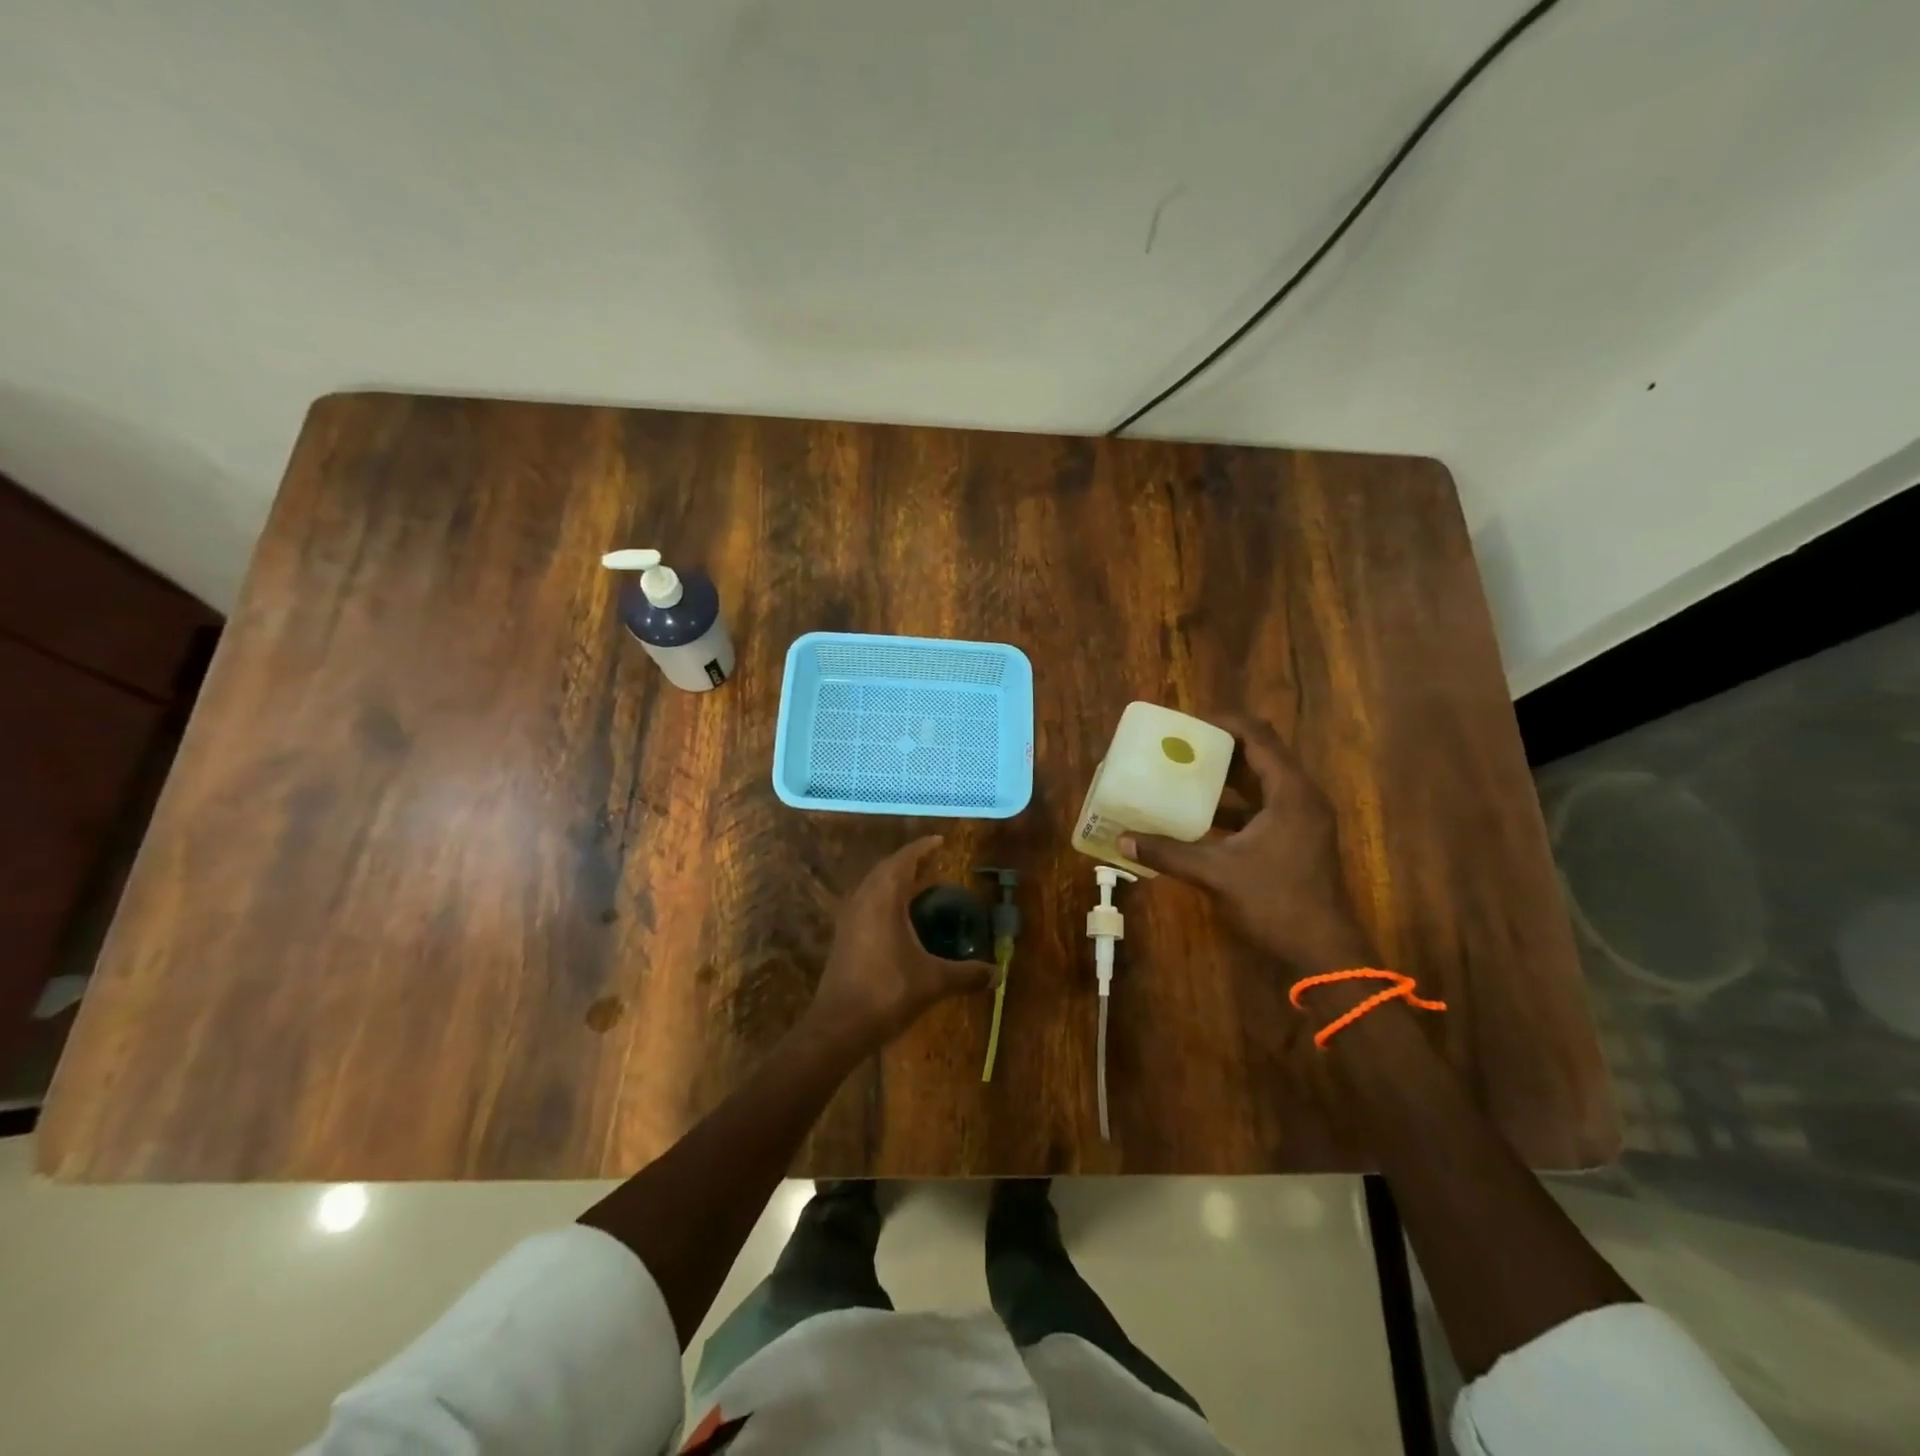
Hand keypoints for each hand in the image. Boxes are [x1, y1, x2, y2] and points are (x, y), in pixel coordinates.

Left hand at [804, 836, 995, 1052]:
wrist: (839, 1026)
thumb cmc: (888, 991)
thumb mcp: (934, 981)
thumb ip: (967, 974)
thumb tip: (998, 974)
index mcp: (883, 897)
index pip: (904, 860)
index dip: (922, 848)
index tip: (940, 841)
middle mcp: (863, 899)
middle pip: (885, 869)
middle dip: (908, 862)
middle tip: (933, 863)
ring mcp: (849, 918)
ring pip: (872, 886)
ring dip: (893, 881)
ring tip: (919, 887)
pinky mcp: (843, 937)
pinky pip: (866, 903)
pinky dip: (884, 899)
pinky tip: (899, 918)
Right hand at [1120, 714, 1372, 973]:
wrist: (1323, 952)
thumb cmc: (1276, 902)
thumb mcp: (1216, 873)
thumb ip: (1168, 853)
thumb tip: (1122, 841)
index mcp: (1290, 792)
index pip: (1258, 736)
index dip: (1223, 724)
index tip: (1186, 725)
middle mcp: (1301, 797)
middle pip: (1260, 754)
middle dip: (1219, 748)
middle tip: (1178, 747)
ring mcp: (1301, 819)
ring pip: (1260, 782)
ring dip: (1225, 776)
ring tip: (1183, 773)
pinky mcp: (1296, 839)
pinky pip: (1262, 806)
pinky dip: (1233, 804)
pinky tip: (1198, 815)